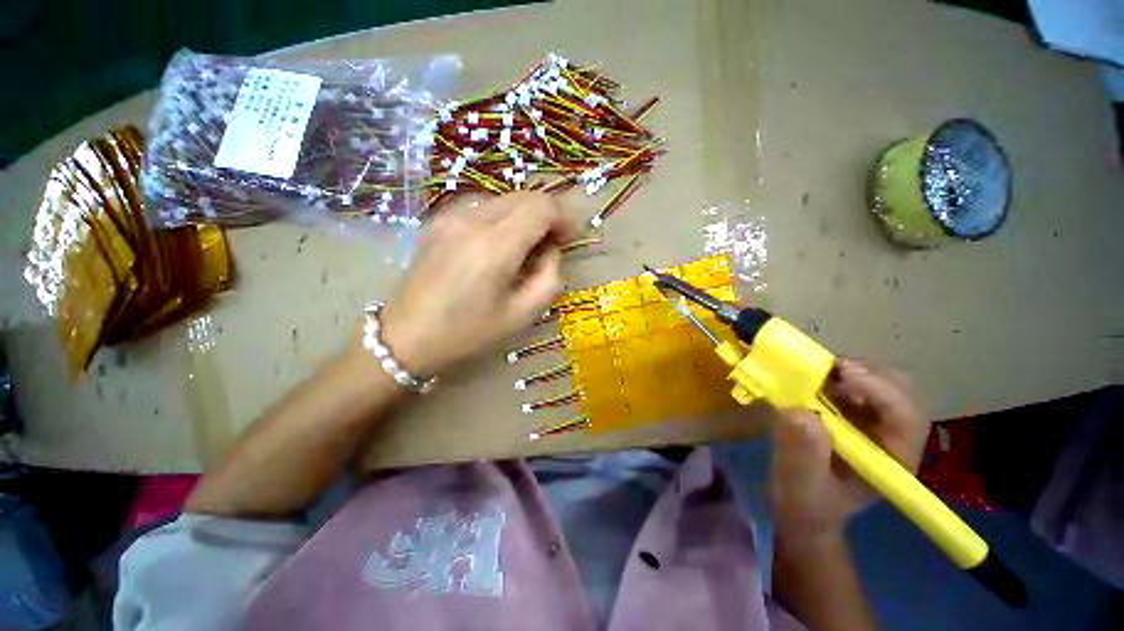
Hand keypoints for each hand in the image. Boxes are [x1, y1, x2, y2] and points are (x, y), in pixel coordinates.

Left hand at [376, 193, 576, 375]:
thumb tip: (552, 250)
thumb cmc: (467, 334)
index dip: (563, 218)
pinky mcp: (438, 221)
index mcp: (494, 246)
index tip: (568, 240)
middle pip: (524, 197)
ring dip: (524, 217)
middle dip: (547, 216)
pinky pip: (483, 207)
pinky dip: (503, 219)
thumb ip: (550, 278)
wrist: (405, 338)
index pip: (542, 207)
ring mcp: (451, 216)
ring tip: (525, 248)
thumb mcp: (522, 315)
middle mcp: (471, 220)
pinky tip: (498, 246)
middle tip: (552, 245)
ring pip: (504, 199)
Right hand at [768, 359, 929, 544]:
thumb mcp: (800, 487)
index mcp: (893, 459)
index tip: (840, 373)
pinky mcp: (851, 410)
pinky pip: (851, 381)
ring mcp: (872, 420)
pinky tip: (810, 380)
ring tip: (813, 374)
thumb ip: (803, 457)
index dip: (879, 390)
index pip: (904, 416)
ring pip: (879, 378)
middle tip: (824, 369)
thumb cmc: (805, 503)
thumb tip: (801, 413)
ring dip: (847, 370)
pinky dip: (832, 373)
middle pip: (899, 389)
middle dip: (865, 372)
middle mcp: (892, 434)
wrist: (800, 504)